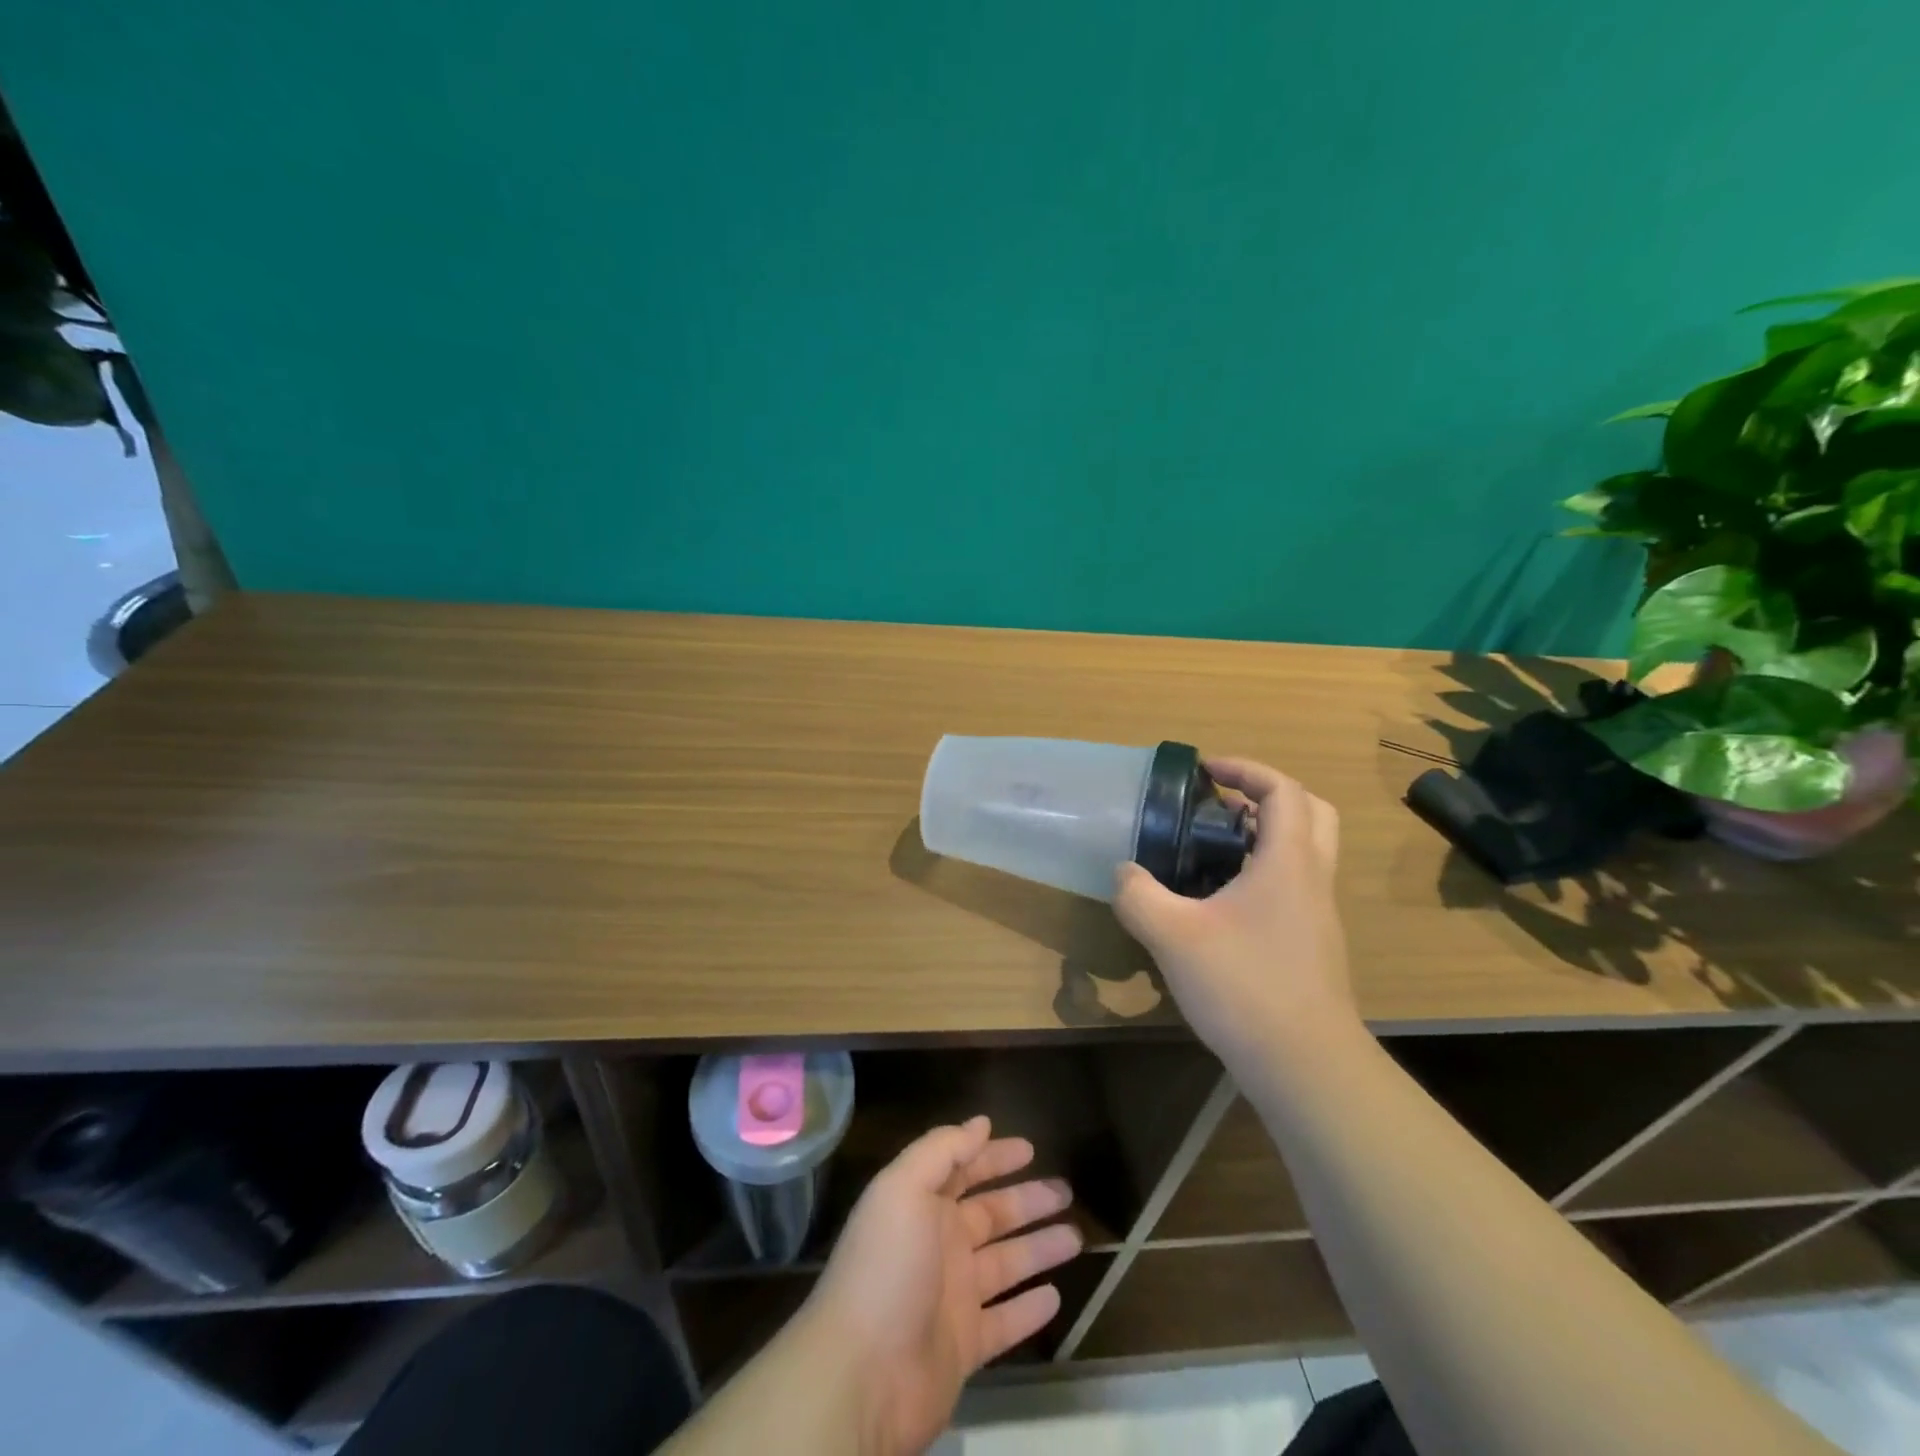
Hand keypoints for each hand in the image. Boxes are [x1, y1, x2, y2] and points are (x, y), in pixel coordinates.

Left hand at [804, 1117, 1081, 1455]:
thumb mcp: (904, 1188)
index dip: (994, 1157)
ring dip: (1039, 1248)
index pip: (963, 1170)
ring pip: (1006, 1264)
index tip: (1030, 1148)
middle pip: (991, 1214)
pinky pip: (1005, 1322)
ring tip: (1076, 1236)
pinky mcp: (964, 1347)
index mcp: (921, 1205)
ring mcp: (952, 1297)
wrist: (862, 1375)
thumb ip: (942, 1150)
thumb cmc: (886, 1267)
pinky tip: (1056, 1296)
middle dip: (1027, 1200)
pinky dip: (1029, 1310)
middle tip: (1066, 1190)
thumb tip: (981, 1123)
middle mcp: (938, 1245)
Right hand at [1113, 757, 1353, 1065]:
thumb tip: (1124, 872)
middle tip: (1222, 804)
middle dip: (1268, 795)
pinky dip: (1265, 872)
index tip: (1206, 771)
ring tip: (1212, 850)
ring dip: (1266, 835)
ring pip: (1306, 852)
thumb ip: (1138, 895)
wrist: (1305, 1064)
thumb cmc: (1244, 985)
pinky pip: (1295, 885)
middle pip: (1311, 812)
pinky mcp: (1313, 944)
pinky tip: (1221, 904)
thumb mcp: (1172, 935)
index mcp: (1288, 862)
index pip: (1283, 790)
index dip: (1246, 769)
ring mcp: (1319, 914)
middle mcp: (1312, 879)